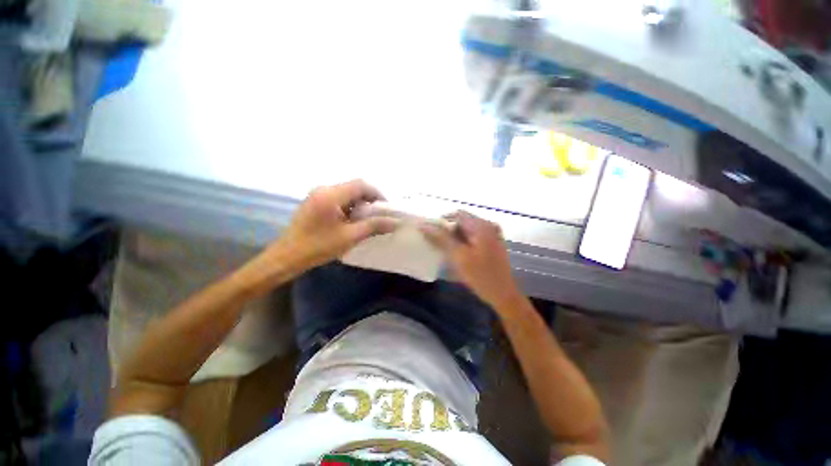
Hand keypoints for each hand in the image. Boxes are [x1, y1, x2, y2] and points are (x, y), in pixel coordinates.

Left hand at [278, 179, 399, 270]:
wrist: (287, 257)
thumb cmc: (318, 247)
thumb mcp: (350, 236)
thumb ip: (374, 226)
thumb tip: (395, 222)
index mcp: (331, 194)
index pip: (361, 184)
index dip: (378, 194)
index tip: (387, 208)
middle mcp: (324, 189)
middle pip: (354, 187)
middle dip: (370, 200)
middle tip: (379, 216)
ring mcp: (317, 194)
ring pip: (347, 193)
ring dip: (360, 204)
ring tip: (367, 220)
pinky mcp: (315, 202)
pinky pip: (338, 198)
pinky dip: (349, 206)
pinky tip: (352, 221)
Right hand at [420, 211, 521, 309]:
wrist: (503, 295)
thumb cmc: (480, 275)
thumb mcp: (458, 256)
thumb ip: (441, 238)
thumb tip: (424, 225)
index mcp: (482, 226)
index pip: (457, 214)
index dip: (442, 221)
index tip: (431, 233)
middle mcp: (489, 226)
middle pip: (463, 221)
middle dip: (448, 230)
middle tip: (436, 243)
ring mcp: (492, 235)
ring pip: (467, 230)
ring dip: (455, 237)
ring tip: (445, 249)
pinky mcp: (492, 244)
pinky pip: (473, 237)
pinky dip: (463, 242)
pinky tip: (457, 253)